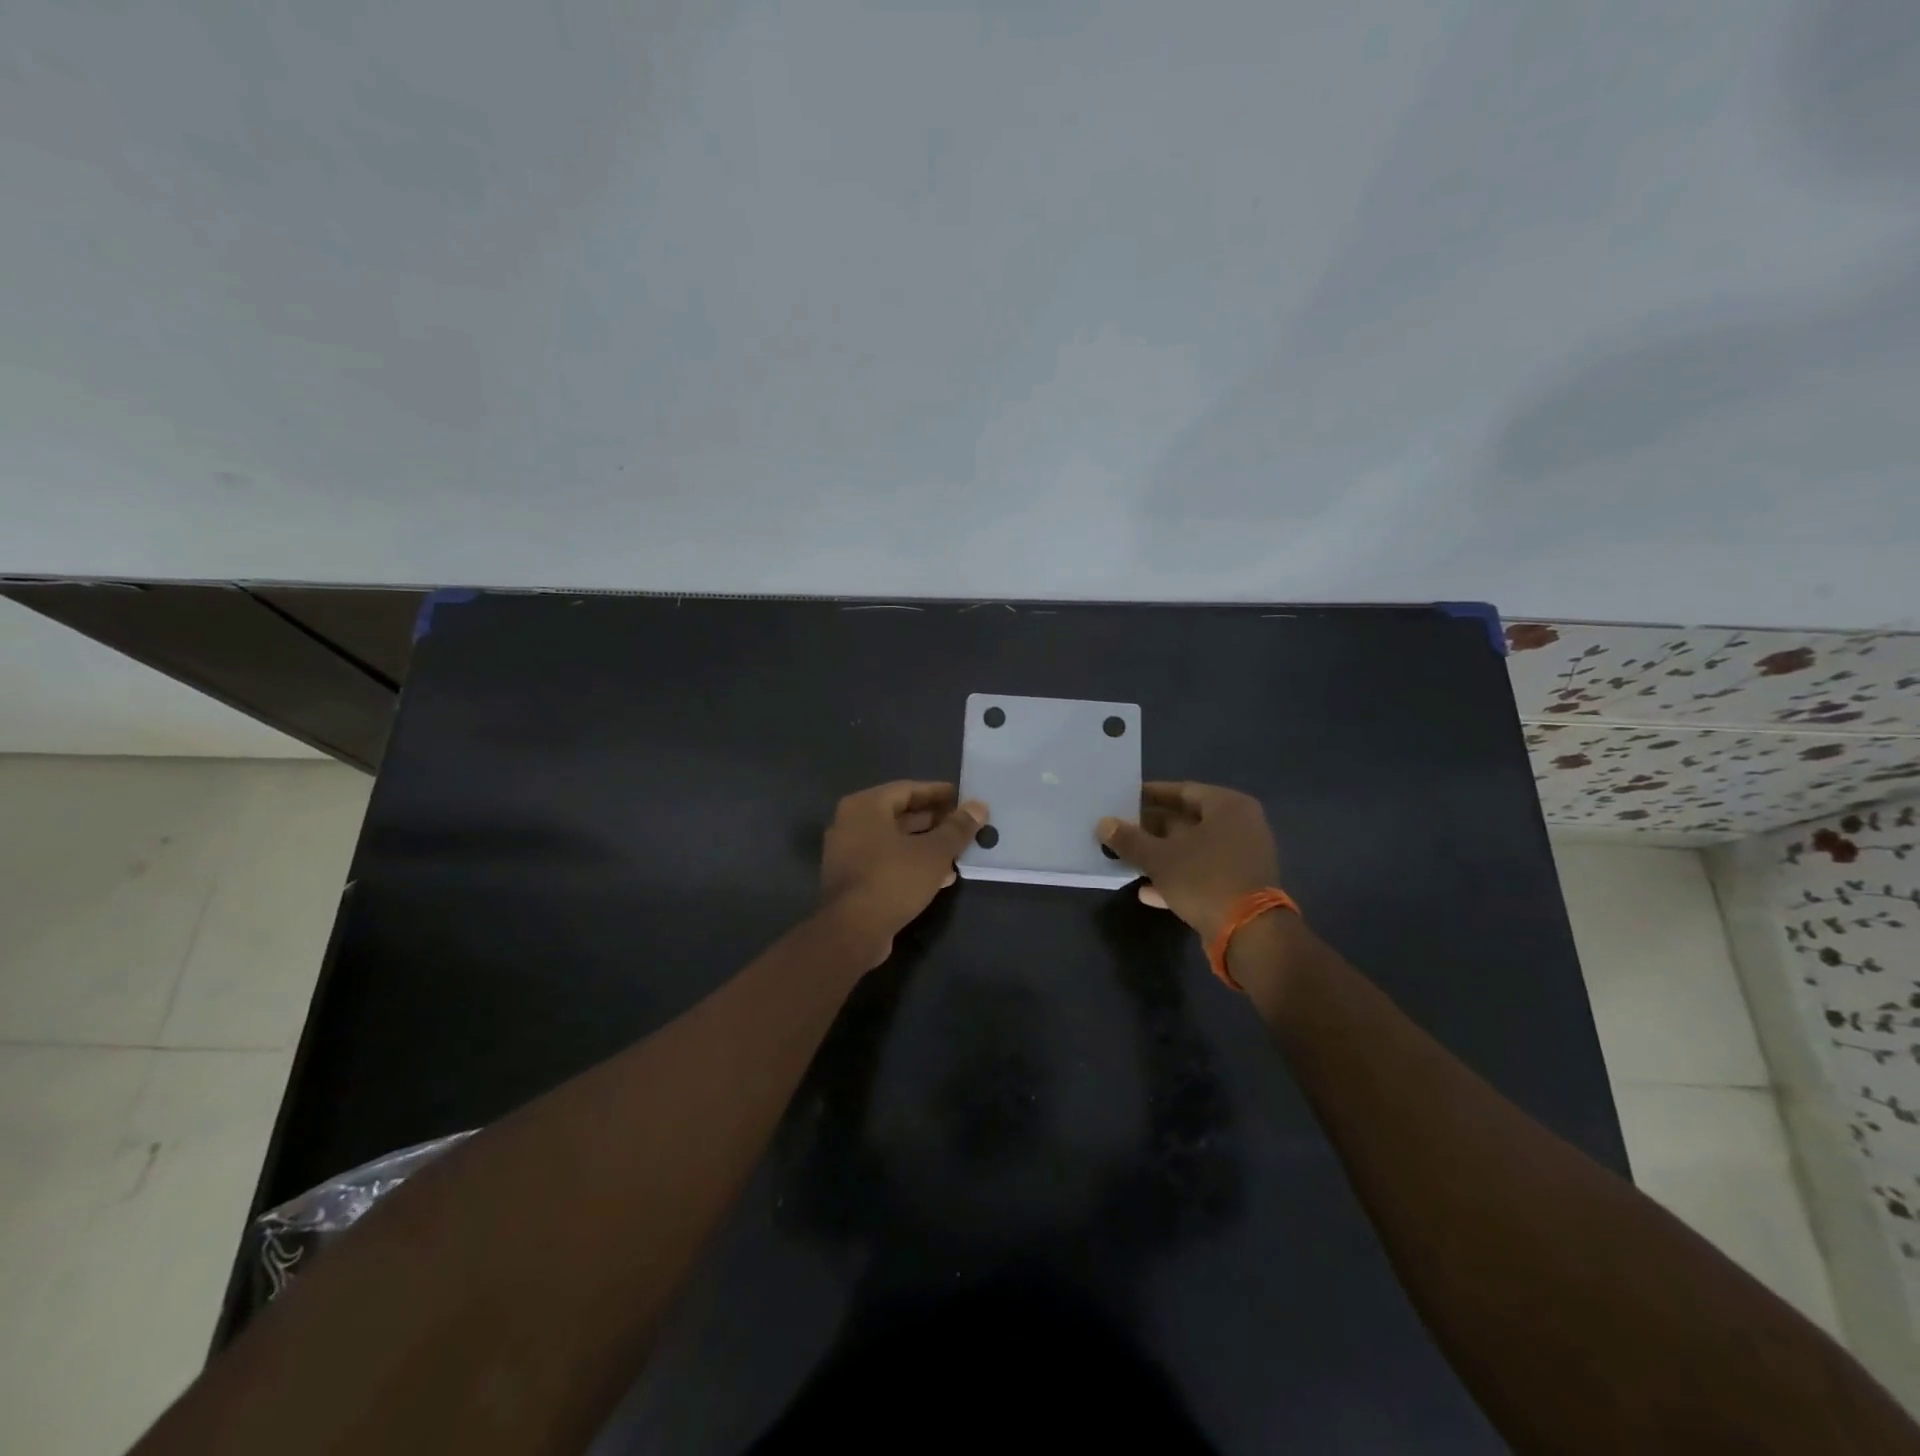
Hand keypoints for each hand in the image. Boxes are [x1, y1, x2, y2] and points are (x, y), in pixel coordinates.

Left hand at [820, 781, 988, 965]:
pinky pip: (886, 861)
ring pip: (894, 840)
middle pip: (900, 814)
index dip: (938, 793)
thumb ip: (957, 827)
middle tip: (964, 825)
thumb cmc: (893, 879)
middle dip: (934, 821)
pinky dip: (911, 863)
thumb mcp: (934, 852)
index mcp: (865, 806)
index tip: (963, 798)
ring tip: (959, 852)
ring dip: (926, 845)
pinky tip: (941, 876)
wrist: (852, 931)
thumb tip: (979, 806)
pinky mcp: (852, 878)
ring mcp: (848, 852)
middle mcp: (851, 823)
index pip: (908, 789)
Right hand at [1098, 782, 1279, 942]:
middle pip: (1188, 821)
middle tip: (1120, 830)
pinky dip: (1177, 878)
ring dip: (1161, 855)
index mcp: (1228, 807)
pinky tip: (1147, 891)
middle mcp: (1240, 826)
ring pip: (1193, 849)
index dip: (1150, 795)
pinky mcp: (1240, 886)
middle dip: (1152, 828)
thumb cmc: (1205, 880)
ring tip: (1127, 858)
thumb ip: (1130, 839)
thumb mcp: (1159, 858)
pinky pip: (1203, 873)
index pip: (1182, 791)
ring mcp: (1243, 858)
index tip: (1123, 800)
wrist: (1250, 935)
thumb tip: (1103, 823)